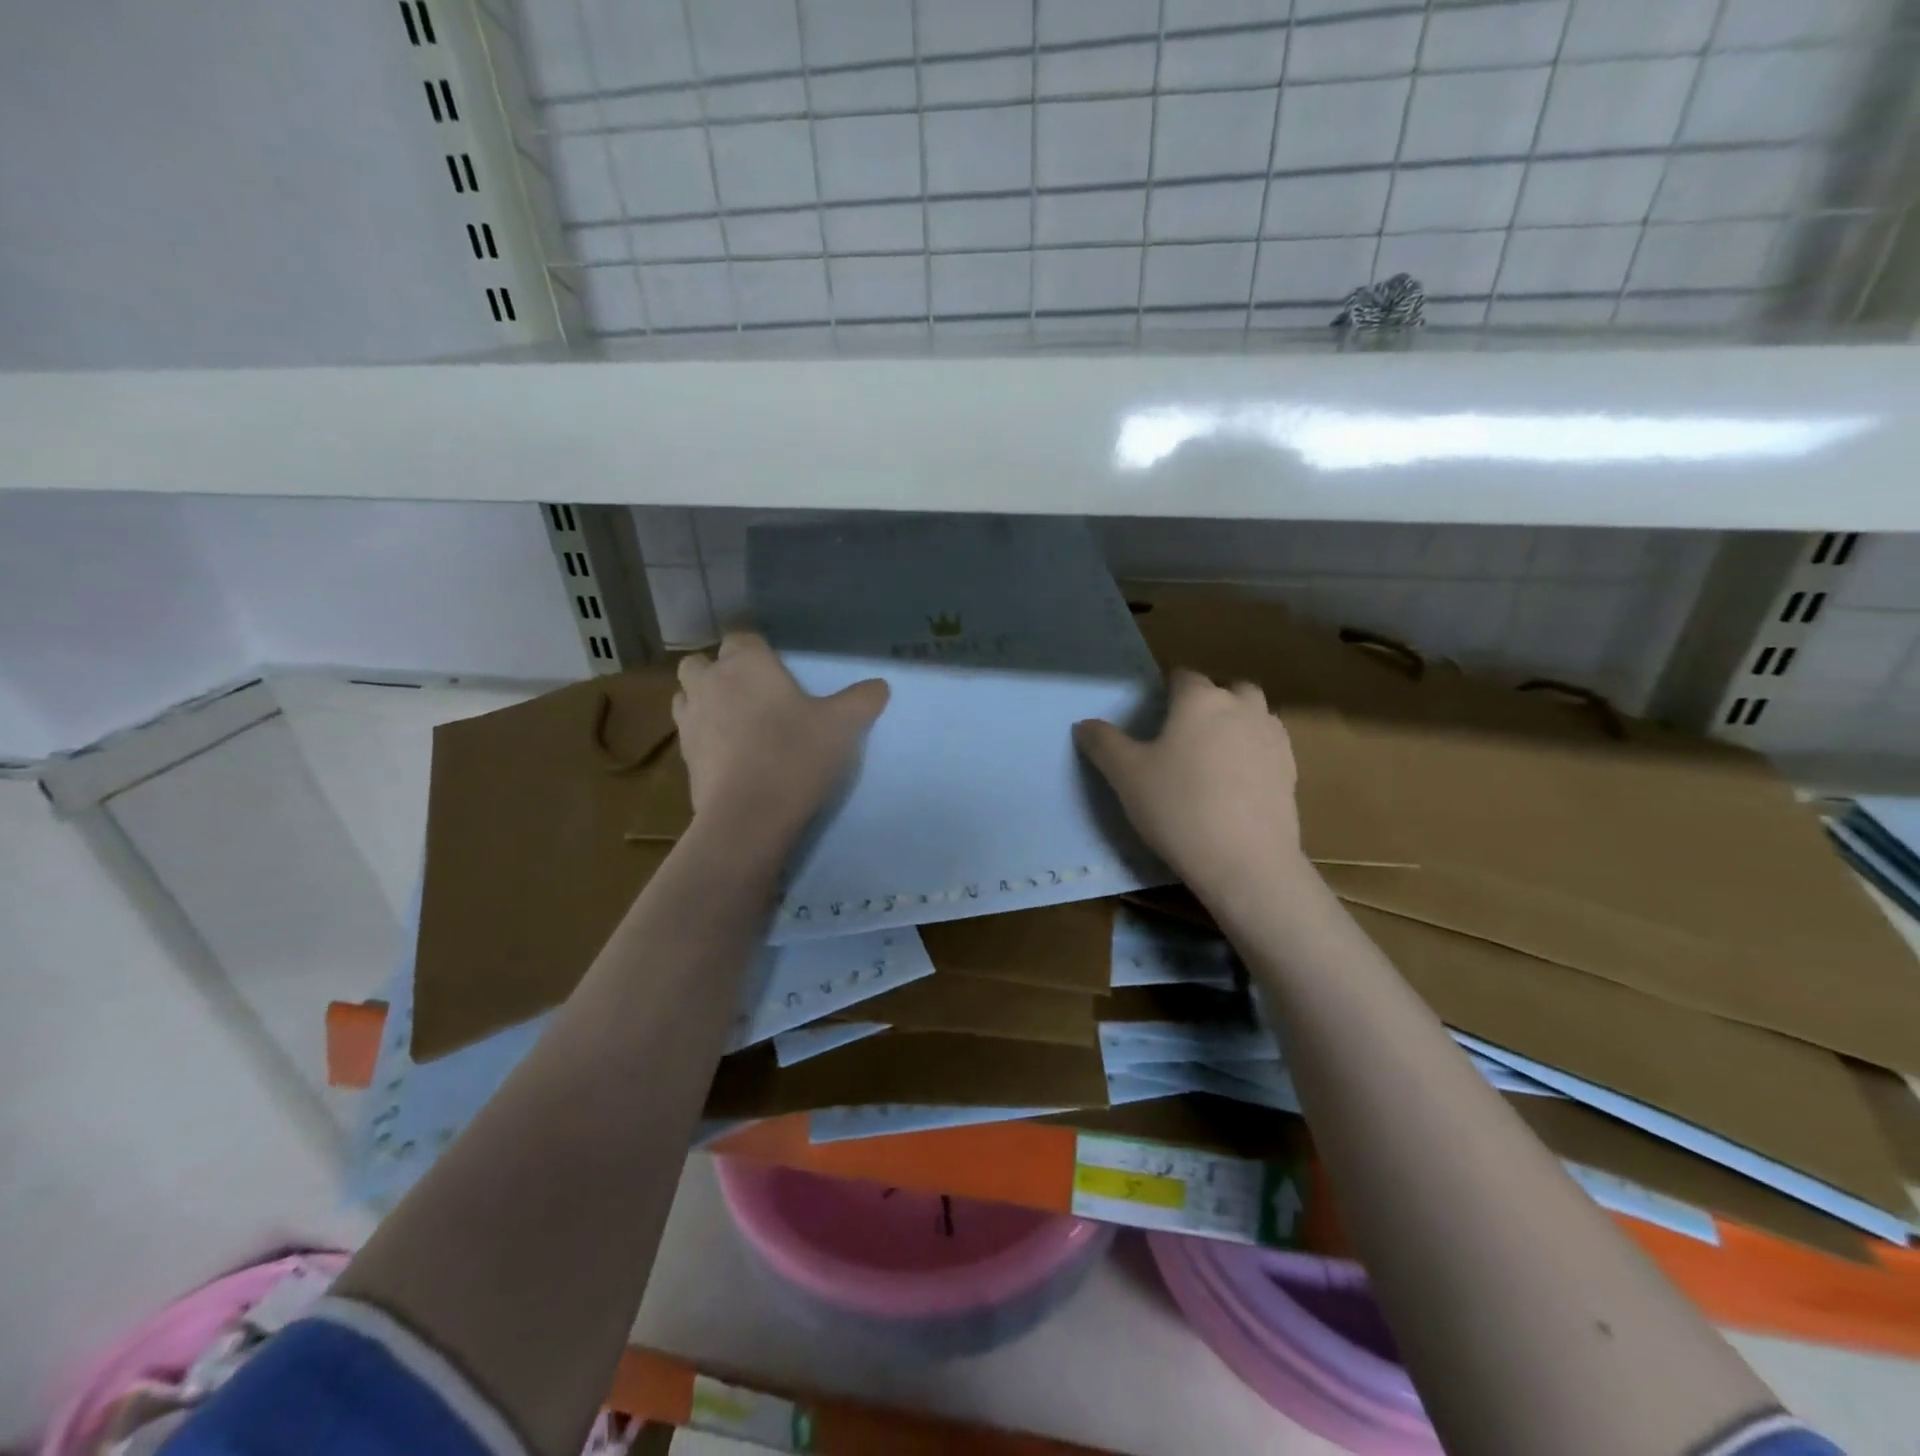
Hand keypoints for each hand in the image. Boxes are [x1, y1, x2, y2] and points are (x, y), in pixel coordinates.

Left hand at [673, 633, 888, 840]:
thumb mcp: (842, 726)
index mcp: (746, 663)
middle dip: (719, 670)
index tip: (774, 663)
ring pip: (686, 695)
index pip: (741, 636)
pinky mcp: (683, 756)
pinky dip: (703, 734)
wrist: (749, 816)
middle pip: (701, 662)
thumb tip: (880, 685)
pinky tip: (729, 752)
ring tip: (733, 718)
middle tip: (750, 690)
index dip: (755, 647)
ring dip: (704, 699)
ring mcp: (690, 720)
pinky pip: (688, 732)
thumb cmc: (795, 755)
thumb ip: (862, 700)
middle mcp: (710, 682)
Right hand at [1075, 668, 1309, 903]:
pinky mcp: (1291, 770)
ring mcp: (1272, 737)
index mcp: (1200, 700)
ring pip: (1254, 714)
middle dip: (1209, 701)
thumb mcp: (1127, 776)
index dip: (1167, 690)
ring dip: (1236, 723)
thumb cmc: (1178, 808)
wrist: (1245, 861)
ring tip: (1212, 756)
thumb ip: (1103, 743)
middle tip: (1185, 734)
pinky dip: (1253, 752)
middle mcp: (1242, 707)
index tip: (1154, 715)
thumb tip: (1084, 724)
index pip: (1183, 676)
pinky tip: (1236, 783)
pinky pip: (1269, 746)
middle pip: (1228, 689)